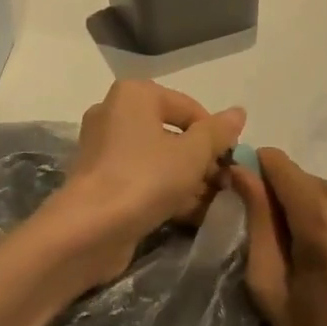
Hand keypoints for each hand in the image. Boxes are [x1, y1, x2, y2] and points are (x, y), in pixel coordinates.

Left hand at [49, 79, 245, 282]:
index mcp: (135, 94)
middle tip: (225, 186)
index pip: (189, 108)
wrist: (87, 231)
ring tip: (213, 204)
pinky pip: (142, 177)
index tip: (231, 164)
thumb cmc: (144, 178)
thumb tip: (239, 112)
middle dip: (202, 160)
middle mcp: (115, 113)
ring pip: (158, 158)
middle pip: (173, 133)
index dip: (215, 135)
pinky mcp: (100, 180)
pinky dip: (165, 191)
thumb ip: (217, 133)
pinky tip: (191, 214)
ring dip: (188, 179)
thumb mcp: (192, 154)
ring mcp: (104, 148)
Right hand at [229, 148, 326, 325]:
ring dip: (320, 214)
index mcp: (321, 217)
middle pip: (304, 180)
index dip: (259, 176)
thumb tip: (241, 170)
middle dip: (290, 205)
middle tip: (294, 255)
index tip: (253, 204)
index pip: (277, 163)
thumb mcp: (272, 289)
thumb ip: (257, 221)